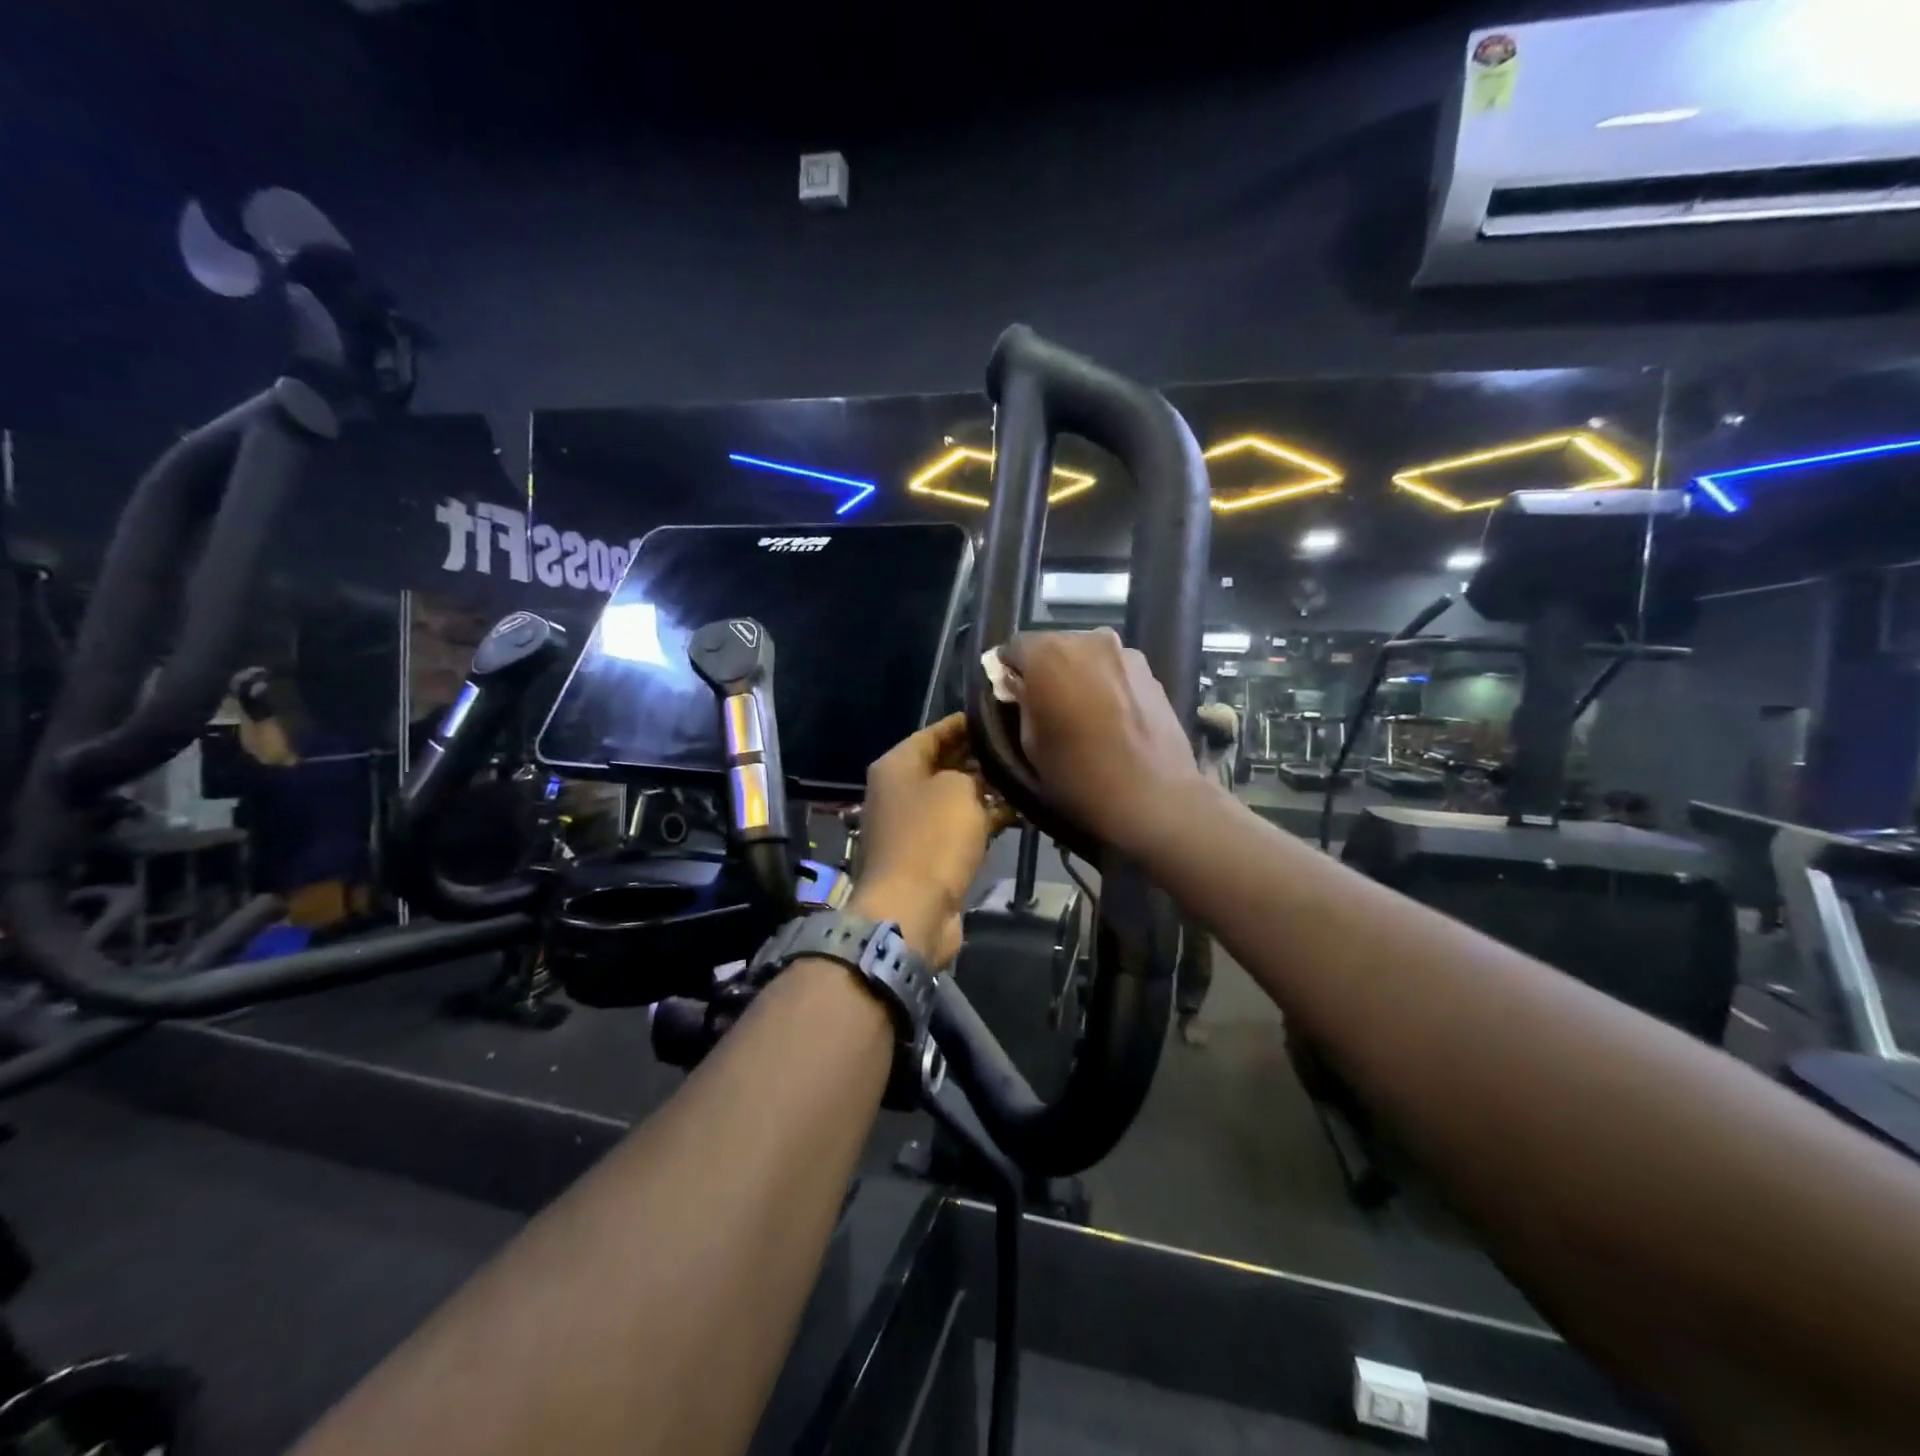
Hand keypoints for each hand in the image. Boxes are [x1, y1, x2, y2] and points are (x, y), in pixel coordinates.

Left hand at [851, 713, 1012, 966]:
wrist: (912, 910)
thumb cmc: (932, 838)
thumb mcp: (959, 789)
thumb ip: (974, 771)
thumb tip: (982, 775)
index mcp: (896, 765)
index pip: (934, 732)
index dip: (967, 723)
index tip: (1001, 717)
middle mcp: (899, 791)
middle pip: (944, 764)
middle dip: (980, 756)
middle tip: (1020, 745)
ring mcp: (912, 825)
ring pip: (954, 797)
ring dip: (986, 790)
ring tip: (1025, 776)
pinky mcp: (928, 855)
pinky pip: (959, 827)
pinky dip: (983, 819)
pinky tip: (1017, 812)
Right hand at [1000, 628, 1201, 851]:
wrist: (1154, 797)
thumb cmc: (1079, 774)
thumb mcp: (1030, 744)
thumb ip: (1021, 703)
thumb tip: (1020, 686)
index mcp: (1048, 653)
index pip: (1015, 646)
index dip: (1009, 670)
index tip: (1011, 696)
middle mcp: (1088, 639)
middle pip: (1054, 646)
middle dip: (1046, 669)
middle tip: (1046, 706)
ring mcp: (1125, 652)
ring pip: (1087, 656)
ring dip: (1078, 675)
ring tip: (1082, 713)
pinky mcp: (1151, 672)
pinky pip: (1114, 670)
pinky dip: (1106, 685)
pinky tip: (1111, 718)